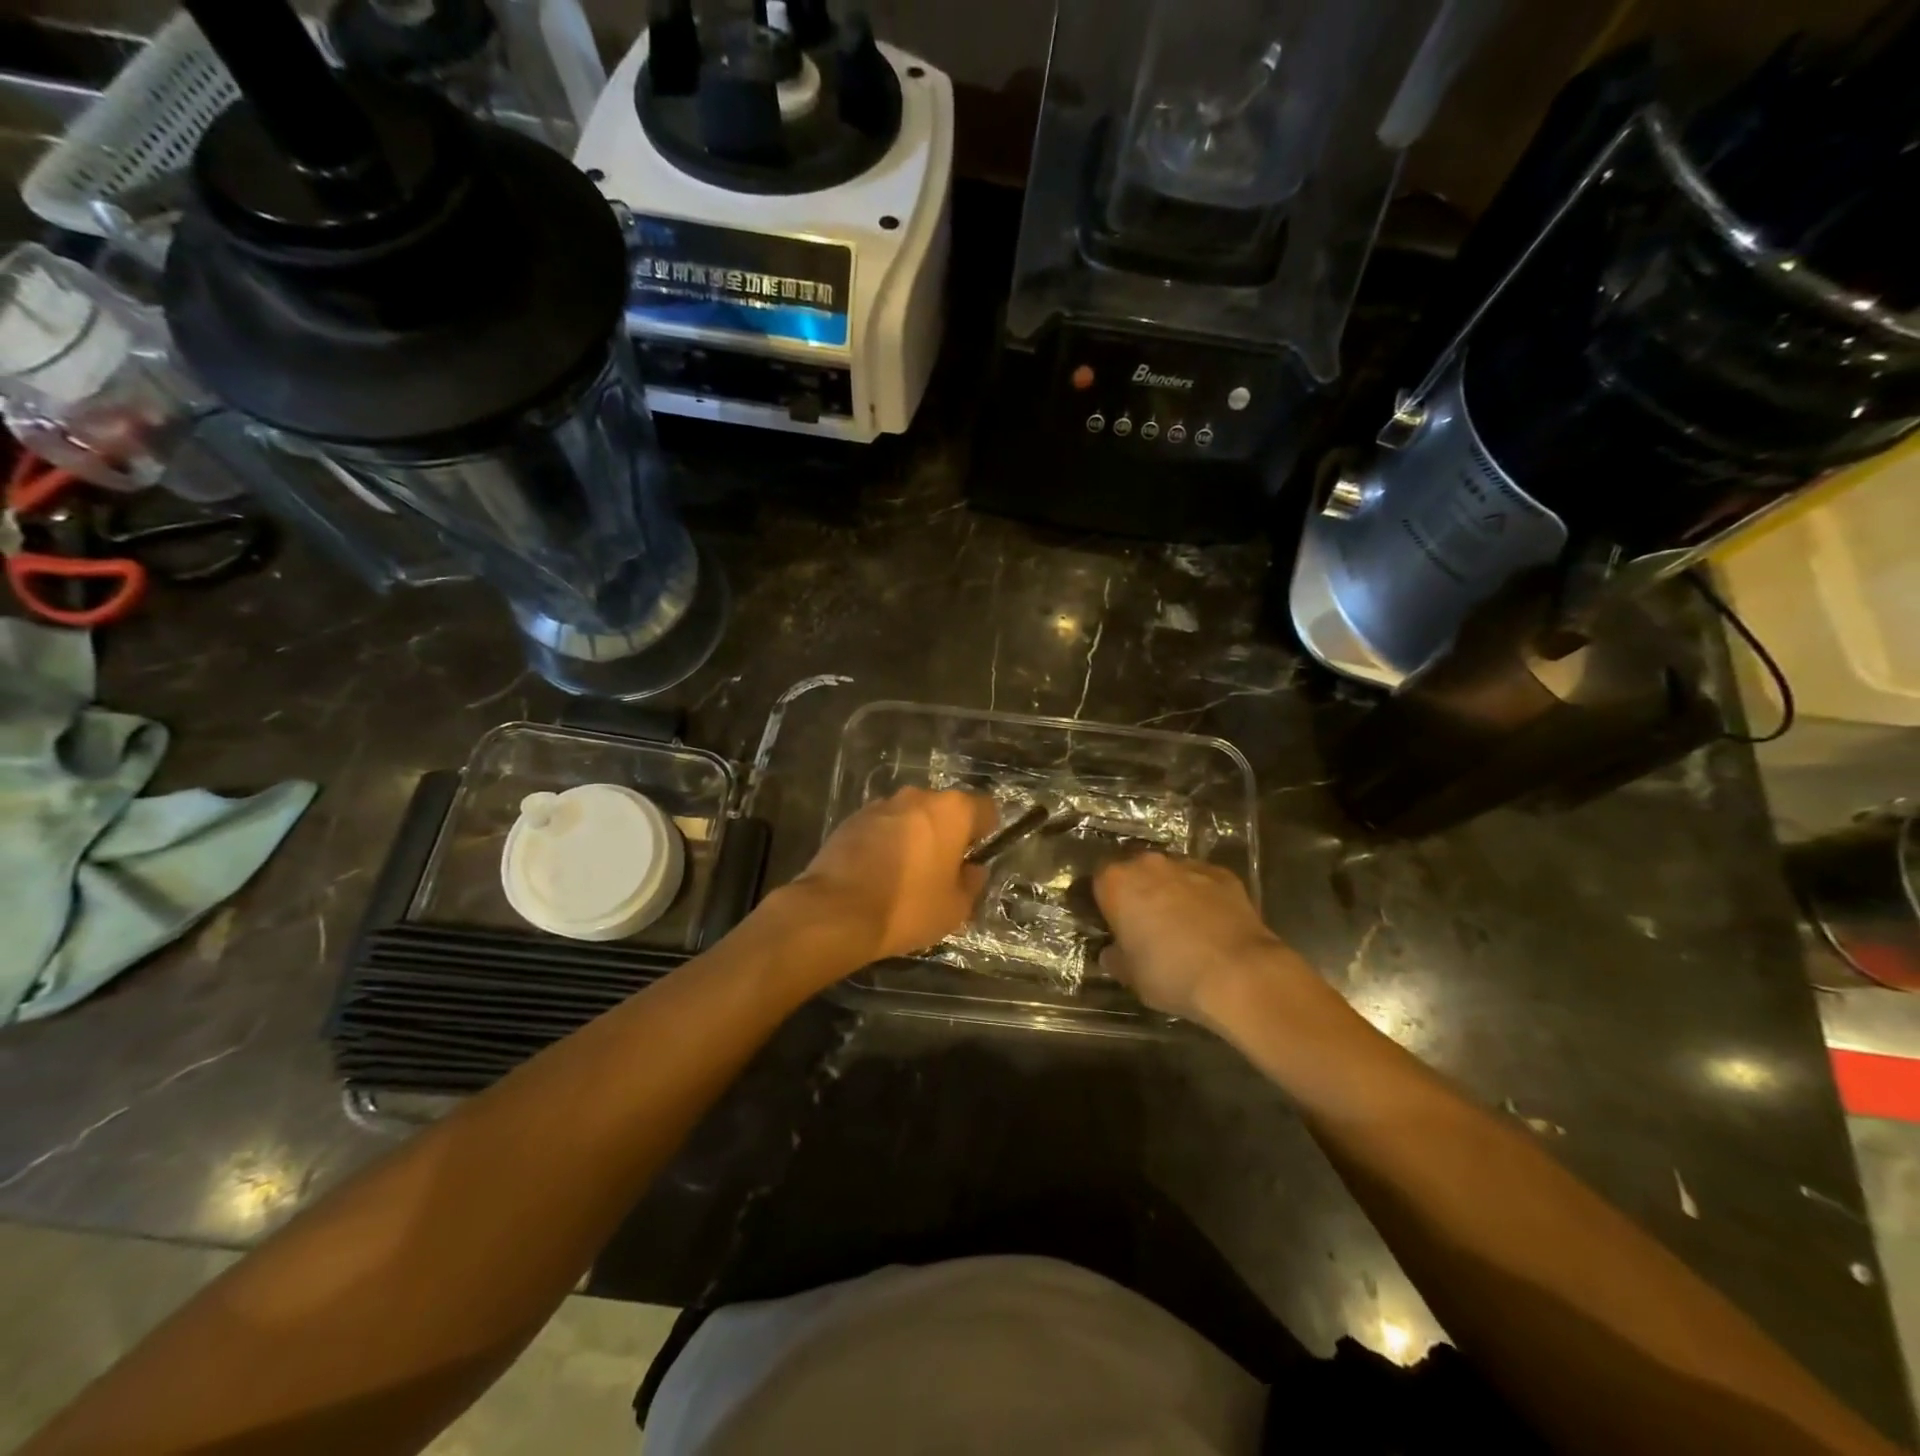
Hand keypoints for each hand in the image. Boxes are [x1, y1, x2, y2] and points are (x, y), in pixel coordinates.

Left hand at [790, 788, 996, 964]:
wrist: (836, 911)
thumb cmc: (908, 907)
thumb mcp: (955, 908)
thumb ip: (972, 882)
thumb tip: (972, 870)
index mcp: (952, 811)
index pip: (985, 808)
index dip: (986, 832)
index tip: (976, 856)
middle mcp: (918, 796)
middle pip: (944, 810)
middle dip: (947, 833)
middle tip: (942, 869)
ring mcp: (881, 805)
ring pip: (911, 816)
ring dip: (914, 836)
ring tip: (906, 874)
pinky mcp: (852, 818)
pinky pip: (882, 826)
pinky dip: (885, 842)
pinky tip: (877, 873)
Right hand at [1094, 853, 1292, 1024]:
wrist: (1239, 974)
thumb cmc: (1171, 974)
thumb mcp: (1131, 976)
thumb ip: (1116, 957)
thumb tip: (1112, 952)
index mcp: (1117, 883)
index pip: (1099, 881)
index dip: (1104, 902)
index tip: (1111, 923)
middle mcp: (1149, 864)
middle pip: (1135, 871)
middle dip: (1137, 892)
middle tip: (1144, 924)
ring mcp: (1188, 865)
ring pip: (1170, 874)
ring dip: (1170, 892)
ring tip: (1181, 925)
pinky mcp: (1223, 874)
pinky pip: (1202, 881)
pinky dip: (1202, 896)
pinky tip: (1211, 923)